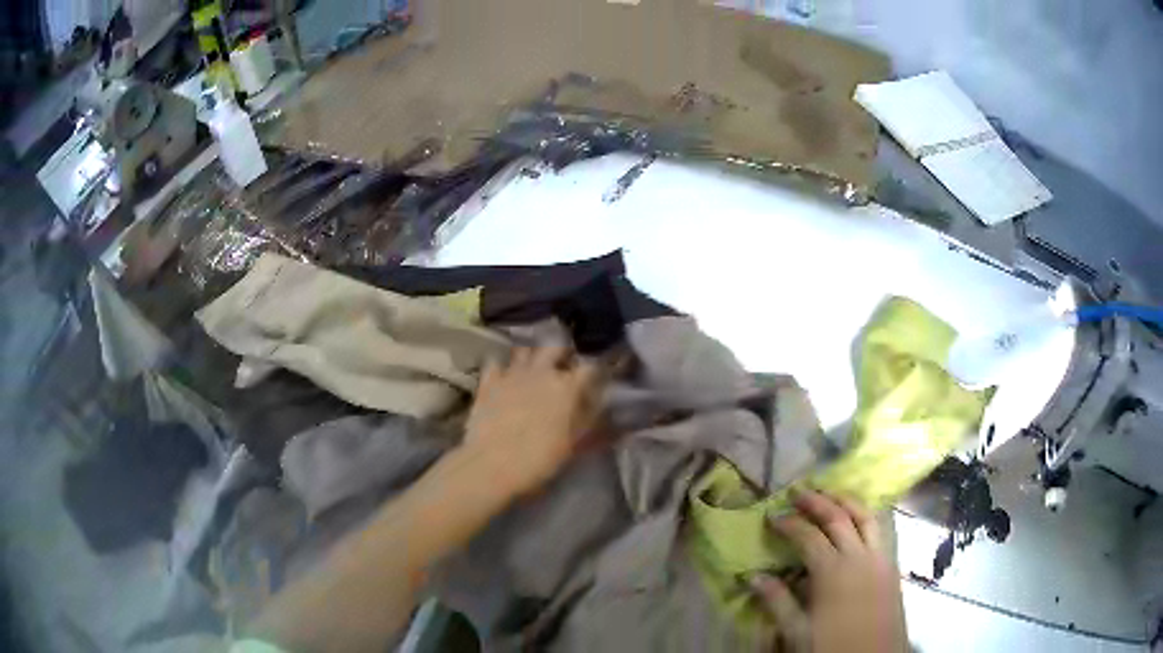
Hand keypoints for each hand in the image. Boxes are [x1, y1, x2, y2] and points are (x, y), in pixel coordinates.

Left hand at [461, 345, 604, 498]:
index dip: (595, 372)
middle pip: (556, 347)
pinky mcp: (488, 381)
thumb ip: (592, 425)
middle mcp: (541, 372)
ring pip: (525, 350)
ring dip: (532, 356)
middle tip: (564, 368)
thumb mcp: (573, 446)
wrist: (491, 465)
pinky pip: (496, 362)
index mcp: (567, 387)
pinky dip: (502, 367)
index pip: (590, 367)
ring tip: (534, 369)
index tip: (597, 380)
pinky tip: (503, 378)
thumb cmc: (539, 460)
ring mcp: (512, 373)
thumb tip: (613, 417)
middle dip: (563, 354)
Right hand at [752, 491, 906, 652]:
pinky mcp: (891, 565)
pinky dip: (866, 517)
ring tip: (830, 494)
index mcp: (833, 571)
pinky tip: (858, 520)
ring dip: (846, 501)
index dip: (789, 523)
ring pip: (865, 517)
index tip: (772, 515)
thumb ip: (777, 601)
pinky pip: (880, 530)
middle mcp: (859, 556)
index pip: (808, 536)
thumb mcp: (797, 632)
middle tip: (798, 491)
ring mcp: (880, 558)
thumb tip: (753, 576)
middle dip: (817, 502)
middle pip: (838, 518)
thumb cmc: (831, 647)